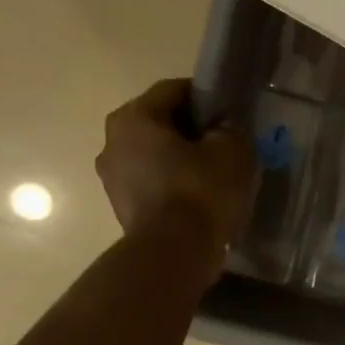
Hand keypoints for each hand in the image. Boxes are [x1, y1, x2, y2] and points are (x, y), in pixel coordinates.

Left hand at [96, 78, 255, 255]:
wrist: (174, 253)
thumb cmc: (200, 191)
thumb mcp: (232, 150)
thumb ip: (230, 130)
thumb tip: (222, 131)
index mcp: (133, 118)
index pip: (173, 91)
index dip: (206, 96)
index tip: (230, 111)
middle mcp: (112, 142)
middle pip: (161, 124)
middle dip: (193, 131)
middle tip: (225, 143)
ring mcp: (113, 179)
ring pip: (156, 156)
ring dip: (183, 160)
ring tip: (217, 174)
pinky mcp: (123, 208)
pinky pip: (154, 184)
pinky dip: (175, 185)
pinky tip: (202, 198)